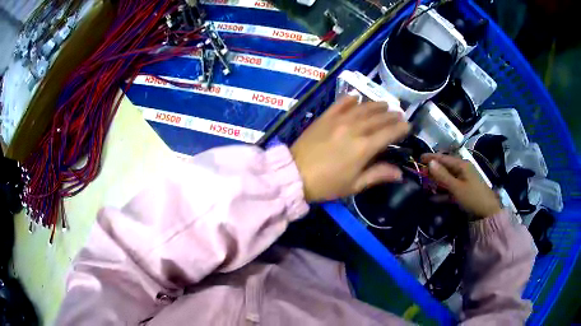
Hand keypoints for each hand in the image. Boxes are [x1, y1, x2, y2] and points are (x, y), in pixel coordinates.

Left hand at [291, 96, 409, 201]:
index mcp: (364, 148)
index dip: (400, 128)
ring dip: (376, 105)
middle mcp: (355, 129)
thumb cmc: (326, 184)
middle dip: (391, 115)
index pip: (389, 133)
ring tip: (385, 104)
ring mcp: (339, 120)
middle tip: (399, 114)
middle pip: (378, 118)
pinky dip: (350, 99)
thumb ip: (378, 175)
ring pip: (363, 108)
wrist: (294, 174)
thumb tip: (399, 173)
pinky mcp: (325, 117)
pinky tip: (357, 97)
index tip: (408, 126)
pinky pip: (341, 103)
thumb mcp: (354, 185)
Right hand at [421, 153, 502, 219]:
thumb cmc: (472, 197)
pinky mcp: (463, 191)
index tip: (419, 158)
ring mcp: (463, 181)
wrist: (487, 213)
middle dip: (433, 171)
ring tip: (424, 187)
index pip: (444, 158)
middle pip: (445, 168)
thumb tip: (430, 162)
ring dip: (436, 183)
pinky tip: (433, 198)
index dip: (431, 158)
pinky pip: (450, 189)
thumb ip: (443, 175)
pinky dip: (442, 193)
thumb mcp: (456, 187)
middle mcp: (462, 170)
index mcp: (462, 165)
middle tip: (420, 175)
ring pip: (447, 179)